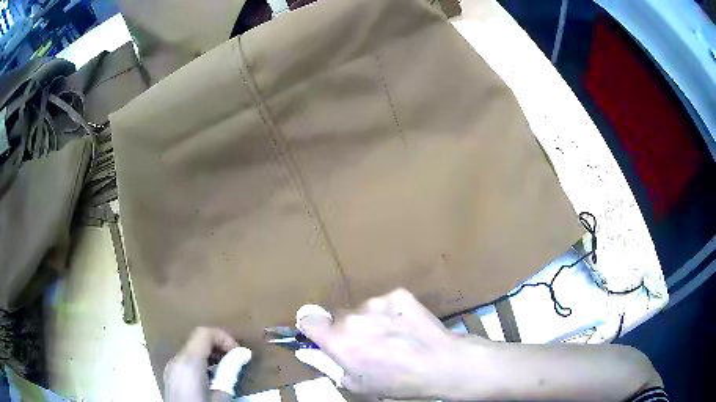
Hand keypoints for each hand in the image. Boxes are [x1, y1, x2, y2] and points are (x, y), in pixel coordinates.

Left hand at [164, 327, 239, 401]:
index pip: (204, 333)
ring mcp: (170, 368)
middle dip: (218, 347)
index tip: (238, 353)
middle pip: (197, 341)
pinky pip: (186, 362)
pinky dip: (201, 364)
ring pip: (191, 351)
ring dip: (210, 356)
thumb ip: (229, 372)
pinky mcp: (170, 376)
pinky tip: (211, 381)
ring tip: (225, 373)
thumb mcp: (221, 395)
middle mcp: (175, 360)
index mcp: (188, 362)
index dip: (224, 337)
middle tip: (236, 362)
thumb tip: (243, 354)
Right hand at [299, 289, 470, 398]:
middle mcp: (352, 317)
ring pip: (363, 310)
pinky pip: (385, 303)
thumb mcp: (358, 385)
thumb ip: (332, 366)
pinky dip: (391, 313)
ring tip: (393, 336)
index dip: (312, 327)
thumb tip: (318, 352)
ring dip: (371, 321)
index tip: (322, 335)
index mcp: (338, 341)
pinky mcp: (398, 294)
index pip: (308, 320)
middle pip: (339, 317)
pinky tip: (406, 326)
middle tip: (367, 344)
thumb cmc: (398, 382)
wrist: (441, 363)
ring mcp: (376, 302)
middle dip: (347, 329)